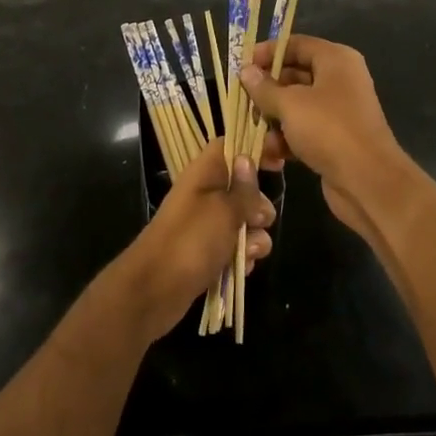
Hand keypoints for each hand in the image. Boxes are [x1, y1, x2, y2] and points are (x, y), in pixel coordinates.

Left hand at [112, 148, 272, 341]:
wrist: (155, 290)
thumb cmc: (191, 240)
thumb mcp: (224, 210)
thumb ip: (244, 189)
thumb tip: (247, 158)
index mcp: (205, 173)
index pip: (231, 146)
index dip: (255, 148)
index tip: (280, 161)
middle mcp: (206, 194)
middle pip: (244, 188)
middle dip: (259, 206)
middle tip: (256, 219)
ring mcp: (207, 224)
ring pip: (245, 222)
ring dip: (254, 237)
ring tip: (247, 252)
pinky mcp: (208, 251)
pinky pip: (236, 247)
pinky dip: (242, 257)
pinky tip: (240, 268)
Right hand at [241, 36, 415, 246]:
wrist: (368, 182)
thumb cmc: (329, 130)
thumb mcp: (290, 104)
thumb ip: (264, 87)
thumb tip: (246, 71)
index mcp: (335, 60)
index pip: (296, 44)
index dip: (268, 52)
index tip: (242, 66)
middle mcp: (339, 80)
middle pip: (294, 75)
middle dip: (267, 90)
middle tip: (242, 102)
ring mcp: (338, 111)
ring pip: (296, 106)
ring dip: (273, 119)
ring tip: (253, 132)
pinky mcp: (335, 139)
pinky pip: (304, 130)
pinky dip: (286, 139)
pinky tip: (270, 154)